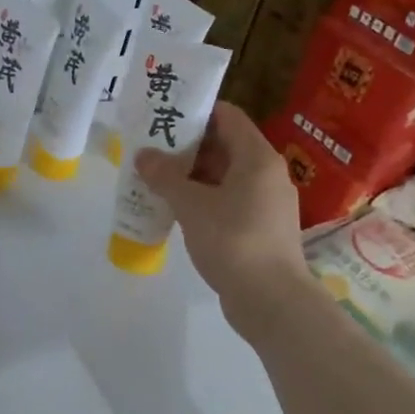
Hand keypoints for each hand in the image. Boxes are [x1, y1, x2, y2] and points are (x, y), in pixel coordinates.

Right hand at [135, 102, 308, 313]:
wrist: (272, 301)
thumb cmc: (233, 240)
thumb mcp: (191, 205)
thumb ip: (165, 176)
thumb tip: (143, 155)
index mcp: (257, 158)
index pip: (227, 116)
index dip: (196, 112)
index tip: (164, 117)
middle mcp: (267, 174)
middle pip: (225, 146)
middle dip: (187, 147)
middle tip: (151, 150)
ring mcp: (267, 203)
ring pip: (225, 177)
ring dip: (192, 176)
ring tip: (156, 179)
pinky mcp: (261, 229)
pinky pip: (229, 201)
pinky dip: (204, 200)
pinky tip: (177, 210)